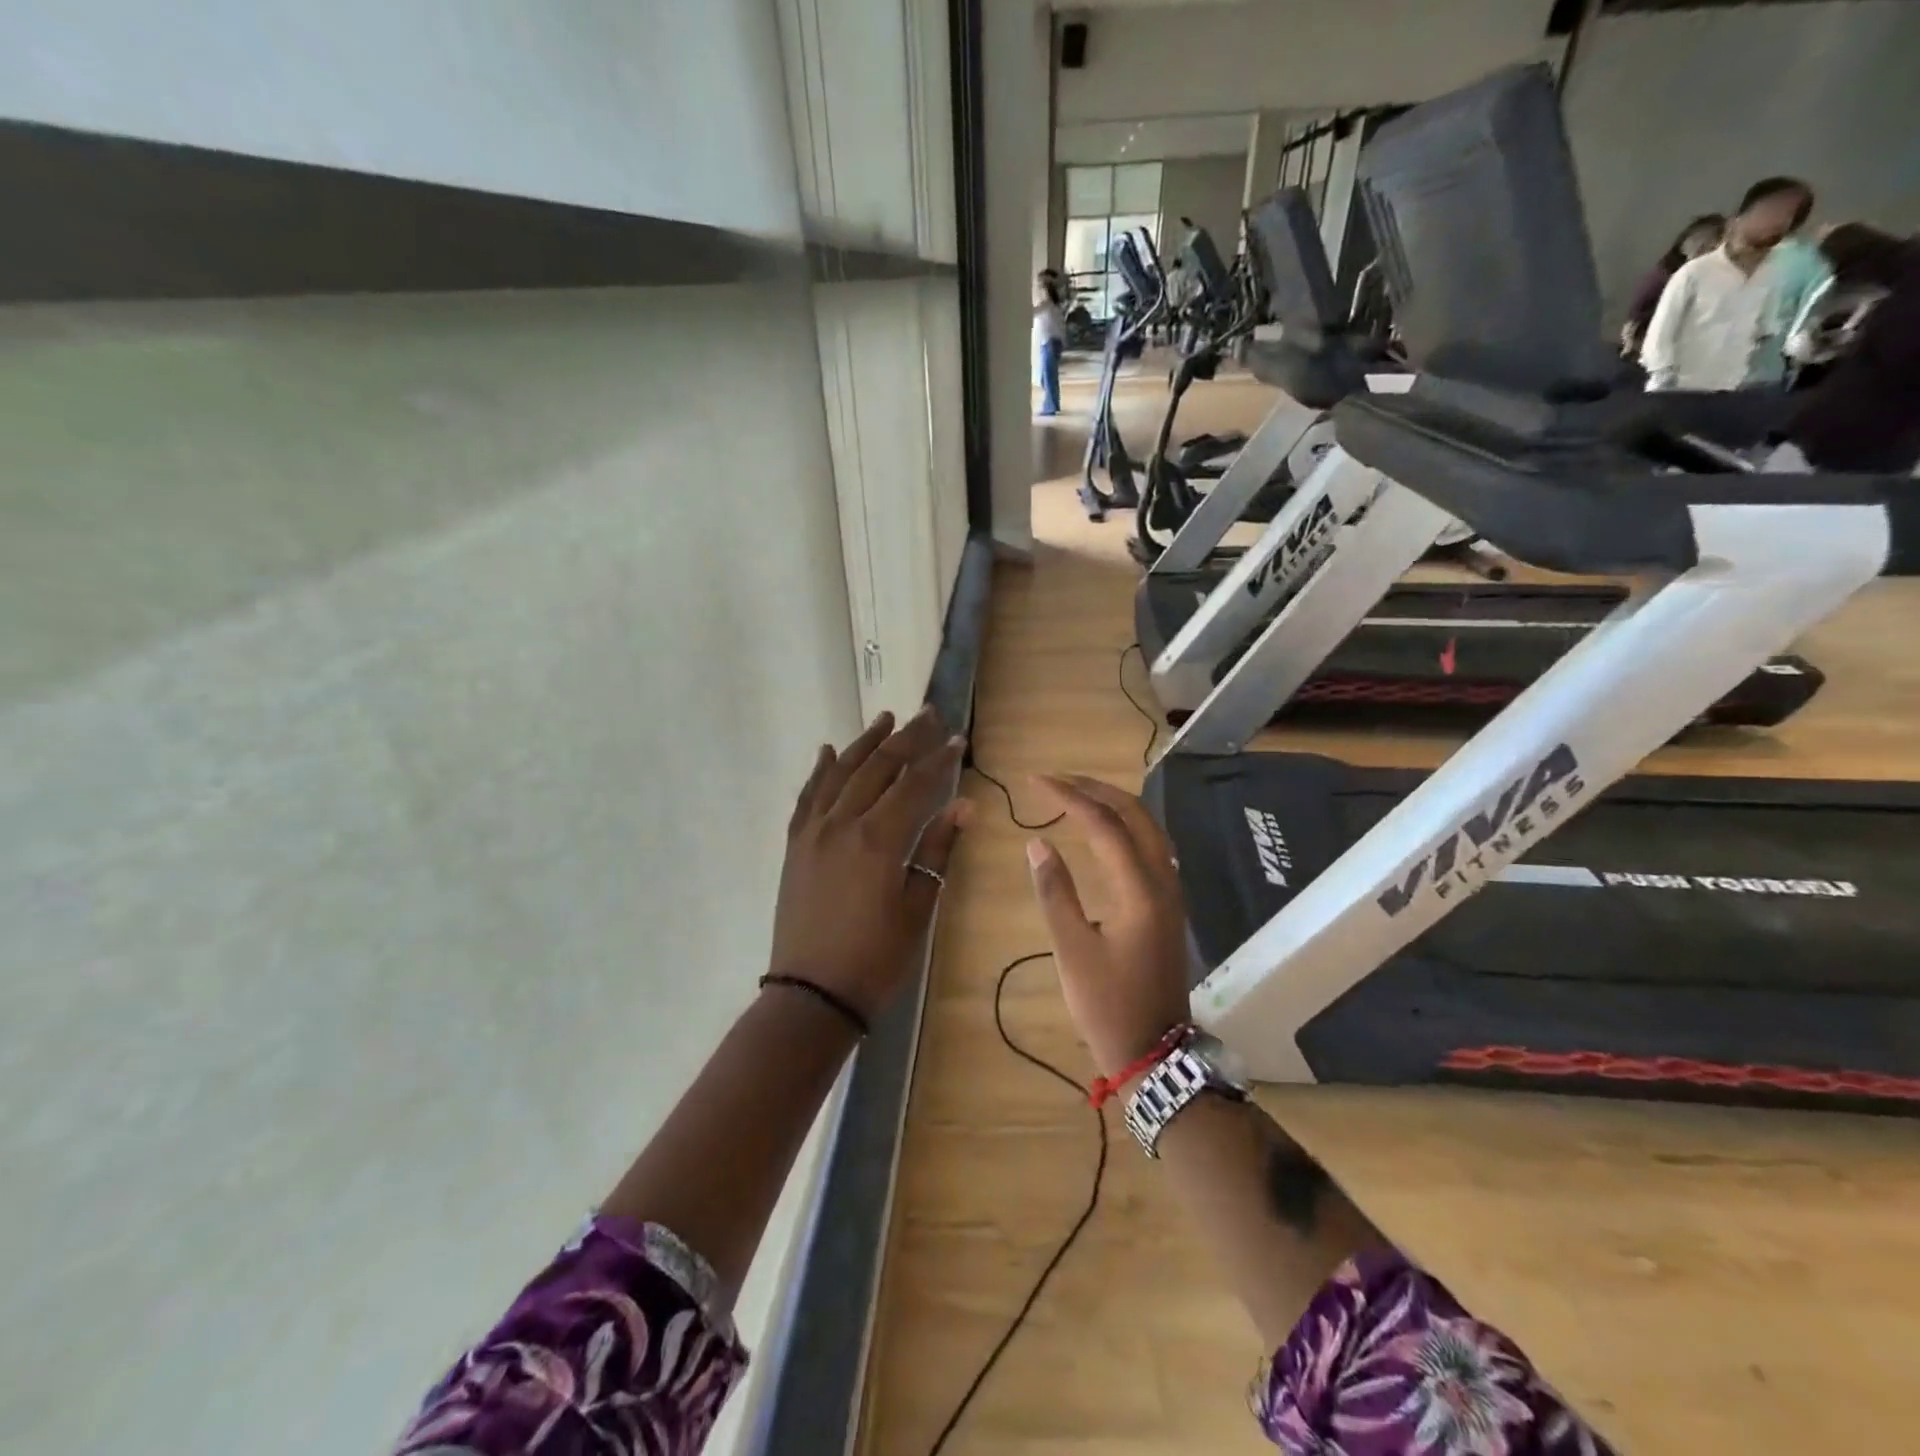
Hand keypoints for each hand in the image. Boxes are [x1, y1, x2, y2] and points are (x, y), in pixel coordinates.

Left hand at [770, 708, 969, 1020]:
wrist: (812, 994)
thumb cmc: (876, 958)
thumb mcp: (918, 907)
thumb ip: (938, 850)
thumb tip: (963, 806)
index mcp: (878, 840)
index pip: (914, 784)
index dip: (938, 759)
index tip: (957, 738)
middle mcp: (842, 824)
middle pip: (878, 768)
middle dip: (906, 739)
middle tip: (928, 714)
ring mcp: (813, 832)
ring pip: (840, 772)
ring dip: (865, 743)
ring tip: (886, 718)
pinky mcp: (795, 845)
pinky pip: (807, 796)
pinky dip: (819, 770)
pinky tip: (827, 751)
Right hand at [1023, 775, 1191, 1080]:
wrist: (1153, 1052)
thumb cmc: (1107, 1005)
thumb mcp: (1071, 950)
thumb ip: (1055, 891)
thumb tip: (1038, 842)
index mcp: (1139, 890)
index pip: (1103, 824)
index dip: (1068, 796)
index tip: (1034, 782)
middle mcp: (1163, 881)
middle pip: (1135, 815)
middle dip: (1095, 790)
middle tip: (1055, 780)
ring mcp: (1171, 893)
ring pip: (1148, 829)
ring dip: (1113, 805)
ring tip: (1075, 796)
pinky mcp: (1168, 905)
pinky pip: (1151, 847)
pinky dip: (1125, 827)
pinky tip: (1103, 832)